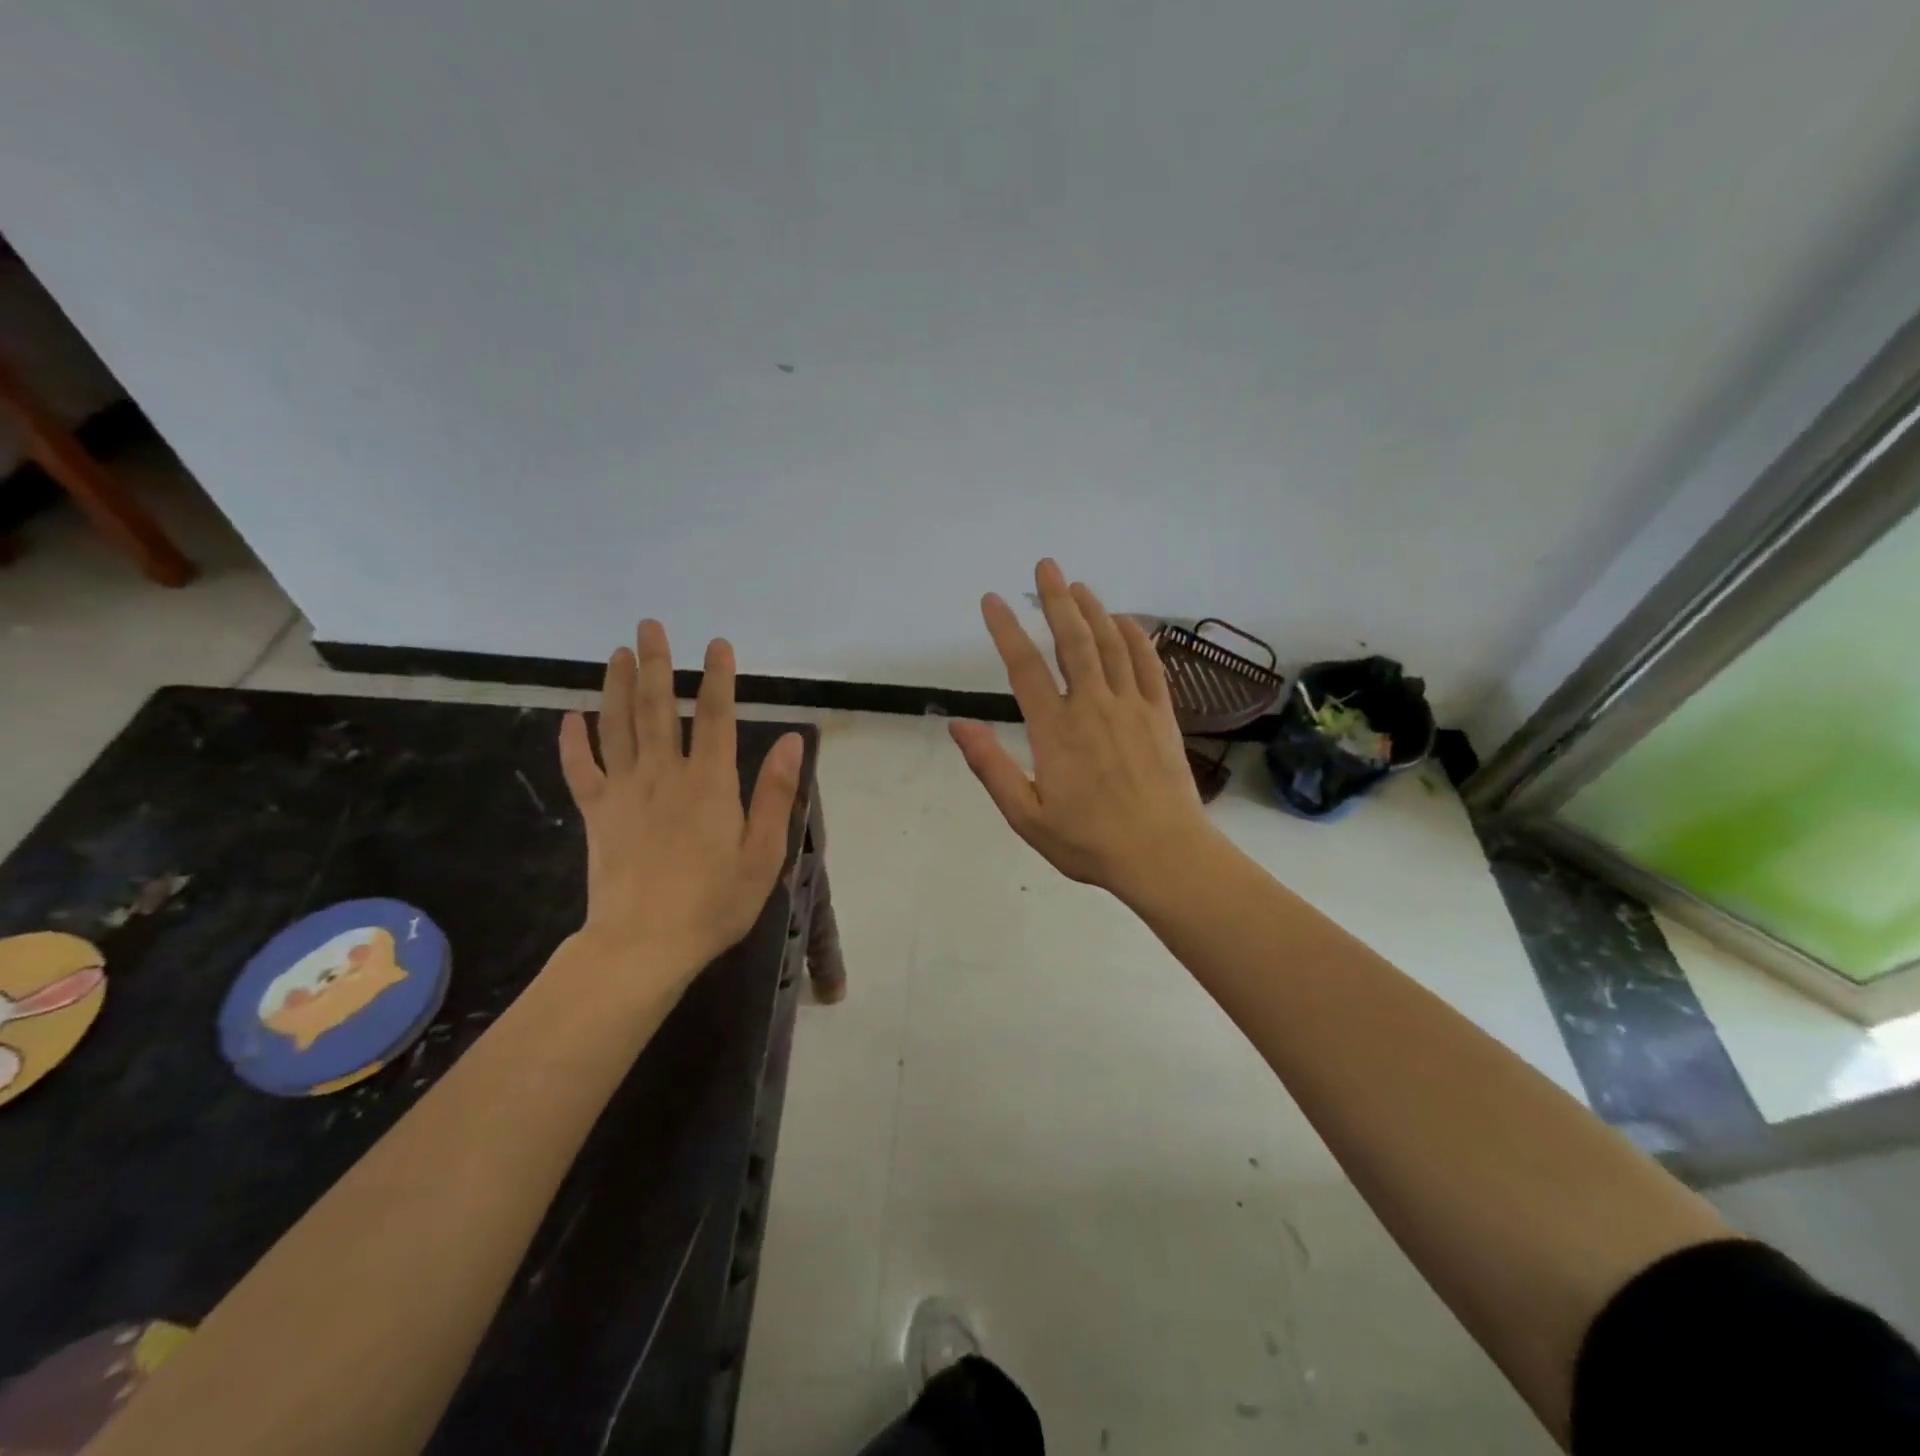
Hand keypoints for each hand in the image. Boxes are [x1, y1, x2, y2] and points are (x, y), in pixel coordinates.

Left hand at [558, 622, 802, 987]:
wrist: (643, 945)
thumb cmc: (714, 902)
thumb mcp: (762, 853)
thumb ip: (774, 794)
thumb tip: (793, 741)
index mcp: (710, 783)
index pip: (716, 717)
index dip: (718, 678)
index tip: (717, 644)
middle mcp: (665, 775)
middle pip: (656, 708)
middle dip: (655, 663)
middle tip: (648, 626)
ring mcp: (625, 792)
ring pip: (617, 727)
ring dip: (616, 687)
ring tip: (616, 653)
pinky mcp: (597, 815)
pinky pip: (581, 770)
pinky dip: (574, 742)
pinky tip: (570, 717)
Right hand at [950, 559, 1219, 903]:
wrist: (1162, 855)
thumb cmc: (1088, 841)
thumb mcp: (1026, 815)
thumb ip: (991, 767)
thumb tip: (957, 725)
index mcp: (1055, 729)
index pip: (1024, 667)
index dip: (1006, 629)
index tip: (992, 600)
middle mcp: (1092, 706)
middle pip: (1072, 641)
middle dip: (1056, 600)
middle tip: (1046, 566)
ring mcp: (1131, 706)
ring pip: (1109, 644)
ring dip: (1093, 610)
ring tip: (1079, 585)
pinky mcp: (1161, 714)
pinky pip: (1147, 664)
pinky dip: (1135, 637)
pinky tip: (1126, 621)